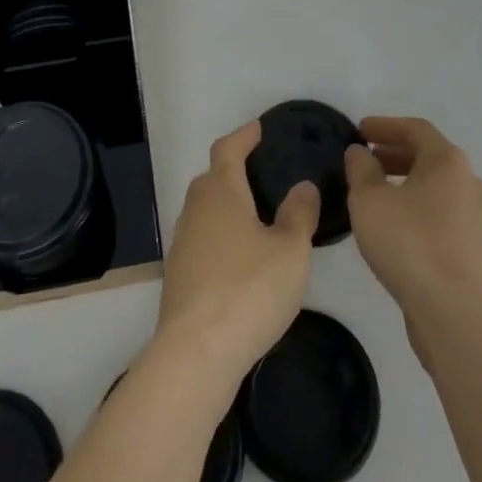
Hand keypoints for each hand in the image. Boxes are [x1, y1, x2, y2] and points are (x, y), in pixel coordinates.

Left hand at [156, 120, 319, 387]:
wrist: (196, 352)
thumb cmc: (249, 289)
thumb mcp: (290, 250)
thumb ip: (299, 214)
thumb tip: (303, 186)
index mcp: (221, 191)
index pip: (228, 149)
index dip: (243, 136)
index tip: (257, 128)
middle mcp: (196, 208)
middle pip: (212, 177)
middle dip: (233, 169)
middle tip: (260, 173)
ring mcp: (183, 242)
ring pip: (205, 210)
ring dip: (226, 205)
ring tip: (254, 216)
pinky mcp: (179, 275)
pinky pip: (202, 239)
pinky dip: (220, 236)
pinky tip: (239, 258)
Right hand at [345, 117, 481, 331]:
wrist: (452, 313)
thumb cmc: (408, 242)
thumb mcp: (369, 199)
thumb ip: (360, 168)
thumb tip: (361, 153)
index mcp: (448, 161)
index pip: (415, 128)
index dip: (385, 125)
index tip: (359, 130)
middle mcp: (469, 181)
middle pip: (429, 156)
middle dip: (395, 154)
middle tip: (366, 160)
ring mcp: (477, 217)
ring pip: (437, 187)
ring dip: (407, 182)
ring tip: (377, 194)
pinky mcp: (476, 249)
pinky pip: (443, 214)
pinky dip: (419, 208)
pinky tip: (397, 226)